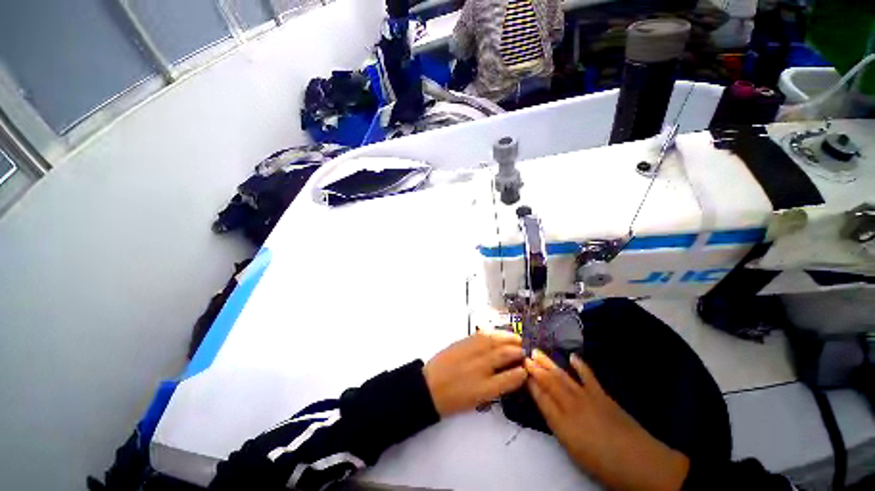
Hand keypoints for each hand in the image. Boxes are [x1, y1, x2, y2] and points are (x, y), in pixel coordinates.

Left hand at [424, 330, 527, 416]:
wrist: (430, 386)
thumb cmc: (453, 399)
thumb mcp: (477, 401)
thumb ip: (495, 388)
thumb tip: (508, 376)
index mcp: (485, 388)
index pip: (511, 378)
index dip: (522, 372)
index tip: (527, 369)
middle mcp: (481, 367)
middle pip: (505, 355)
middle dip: (518, 352)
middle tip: (524, 351)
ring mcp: (472, 352)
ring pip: (495, 341)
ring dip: (508, 338)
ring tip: (517, 338)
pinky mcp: (463, 342)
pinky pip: (482, 335)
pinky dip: (493, 333)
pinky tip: (498, 333)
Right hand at [525, 350, 689, 490]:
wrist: (638, 461)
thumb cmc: (601, 462)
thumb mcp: (571, 447)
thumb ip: (555, 421)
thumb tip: (543, 401)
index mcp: (561, 421)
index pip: (541, 396)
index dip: (530, 381)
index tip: (521, 369)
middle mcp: (571, 404)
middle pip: (550, 382)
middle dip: (536, 368)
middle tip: (525, 354)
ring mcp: (588, 397)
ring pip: (563, 377)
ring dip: (550, 364)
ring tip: (538, 352)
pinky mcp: (603, 395)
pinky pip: (588, 376)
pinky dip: (580, 366)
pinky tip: (573, 357)